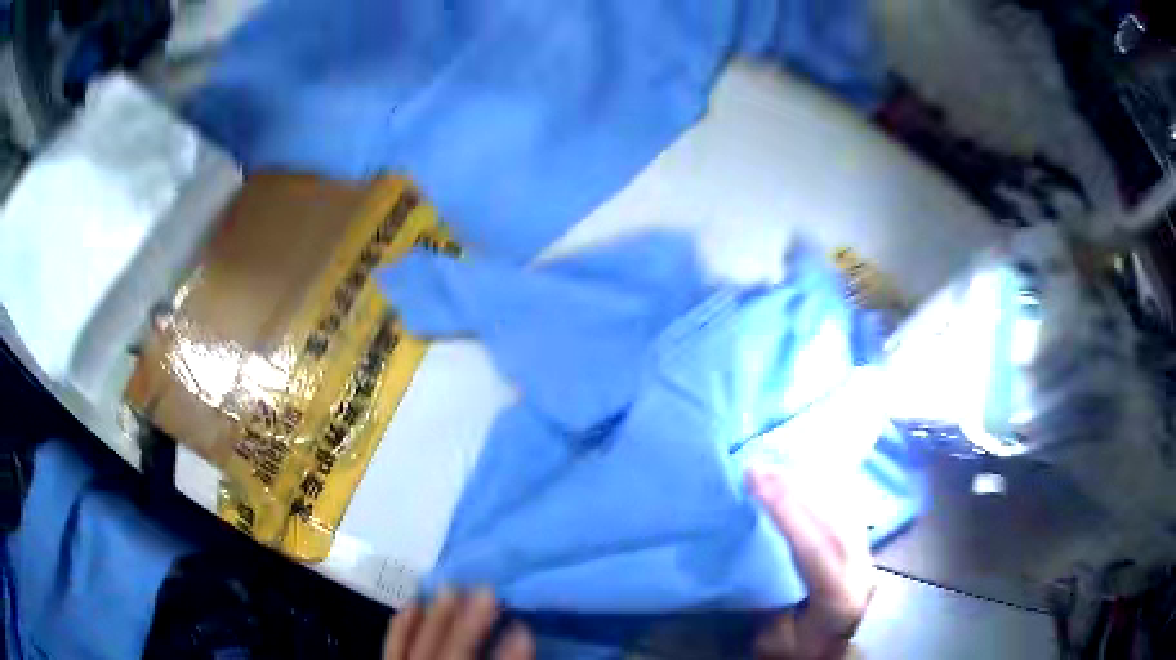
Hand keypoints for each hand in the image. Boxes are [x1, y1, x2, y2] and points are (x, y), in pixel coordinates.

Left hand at [383, 588, 534, 659]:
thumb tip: (522, 641)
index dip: (509, 659)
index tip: (524, 629)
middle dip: (466, 629)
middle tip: (486, 591)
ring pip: (417, 655)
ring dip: (433, 622)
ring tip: (450, 589)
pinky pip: (392, 655)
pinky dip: (400, 631)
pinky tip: (409, 606)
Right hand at [748, 467, 874, 659]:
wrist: (831, 653)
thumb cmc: (799, 651)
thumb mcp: (774, 641)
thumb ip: (768, 603)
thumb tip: (753, 556)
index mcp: (840, 599)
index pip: (815, 548)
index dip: (787, 512)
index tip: (756, 482)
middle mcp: (861, 571)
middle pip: (832, 521)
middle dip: (794, 490)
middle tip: (759, 467)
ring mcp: (867, 556)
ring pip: (843, 511)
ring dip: (808, 485)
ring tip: (775, 467)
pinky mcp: (864, 548)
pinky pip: (847, 510)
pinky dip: (825, 489)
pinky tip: (805, 476)